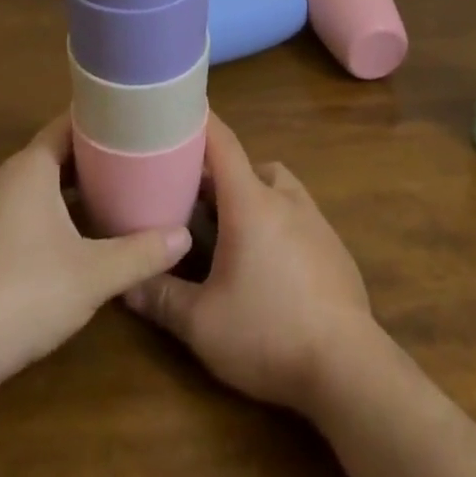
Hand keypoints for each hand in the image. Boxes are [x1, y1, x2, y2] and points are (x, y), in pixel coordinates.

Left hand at [0, 112, 191, 401]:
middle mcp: (3, 180)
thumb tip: (183, 237)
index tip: (131, 123)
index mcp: (29, 168)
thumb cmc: (23, 291)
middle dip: (89, 162)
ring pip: (34, 190)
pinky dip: (46, 220)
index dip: (99, 123)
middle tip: (131, 165)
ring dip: (67, 195)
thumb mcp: (92, 275)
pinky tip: (71, 246)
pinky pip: (18, 217)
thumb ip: (139, 253)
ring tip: (109, 202)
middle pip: (52, 157)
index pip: (67, 126)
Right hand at [123, 114, 376, 411]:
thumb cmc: (268, 332)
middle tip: (194, 196)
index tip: (178, 108)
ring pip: (278, 188)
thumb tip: (126, 284)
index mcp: (250, 201)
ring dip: (254, 196)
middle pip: (249, 165)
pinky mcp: (335, 249)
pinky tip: (270, 265)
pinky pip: (300, 217)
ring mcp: (315, 221)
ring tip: (232, 230)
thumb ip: (162, 298)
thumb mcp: (202, 324)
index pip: (222, 142)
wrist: (349, 368)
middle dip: (221, 175)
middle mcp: (284, 198)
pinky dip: (280, 224)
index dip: (200, 121)